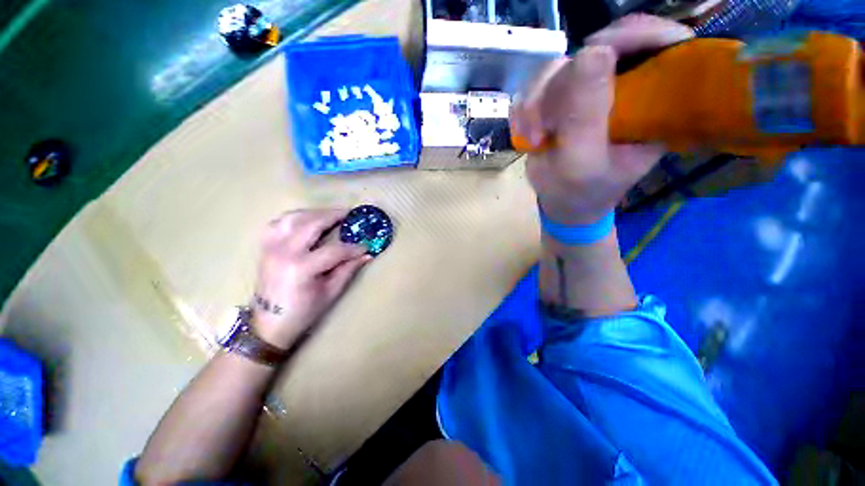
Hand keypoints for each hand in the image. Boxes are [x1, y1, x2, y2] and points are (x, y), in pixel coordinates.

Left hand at [251, 209, 370, 347]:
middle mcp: (284, 252)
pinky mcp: (265, 247)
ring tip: (331, 215)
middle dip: (334, 216)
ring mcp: (271, 247)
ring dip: (315, 213)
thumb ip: (348, 269)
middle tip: (350, 214)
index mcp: (301, 268)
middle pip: (312, 224)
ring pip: (294, 217)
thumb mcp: (330, 293)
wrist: (267, 324)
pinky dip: (295, 217)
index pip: (335, 250)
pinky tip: (307, 220)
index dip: (353, 247)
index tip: (366, 245)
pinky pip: (279, 222)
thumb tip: (366, 254)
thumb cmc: (302, 312)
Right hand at [511, 14, 693, 224]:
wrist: (560, 202)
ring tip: (533, 138)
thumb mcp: (582, 163)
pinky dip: (524, 110)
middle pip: (596, 51)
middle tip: (544, 128)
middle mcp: (624, 88)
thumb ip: (587, 115)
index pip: (663, 43)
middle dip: (560, 88)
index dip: (634, 34)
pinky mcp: (561, 99)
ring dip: (535, 104)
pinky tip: (526, 134)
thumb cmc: (580, 192)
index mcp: (652, 103)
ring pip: (559, 68)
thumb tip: (591, 51)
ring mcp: (589, 91)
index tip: (596, 51)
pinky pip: (537, 86)